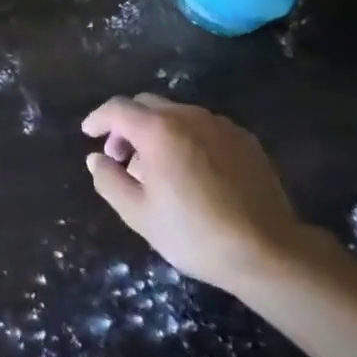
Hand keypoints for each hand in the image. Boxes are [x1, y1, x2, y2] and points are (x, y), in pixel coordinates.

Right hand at [82, 93, 316, 292]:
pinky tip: (192, 172)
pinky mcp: (244, 139)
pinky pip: (204, 128)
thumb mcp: (139, 215)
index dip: (98, 118)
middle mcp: (188, 115)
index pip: (117, 109)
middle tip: (121, 156)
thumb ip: (109, 181)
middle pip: (146, 105)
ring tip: (157, 168)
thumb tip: (96, 159)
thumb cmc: (195, 233)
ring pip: (177, 115)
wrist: (268, 251)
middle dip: (127, 125)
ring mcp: (220, 124)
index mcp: (158, 129)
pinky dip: (187, 139)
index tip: (89, 134)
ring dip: (157, 132)